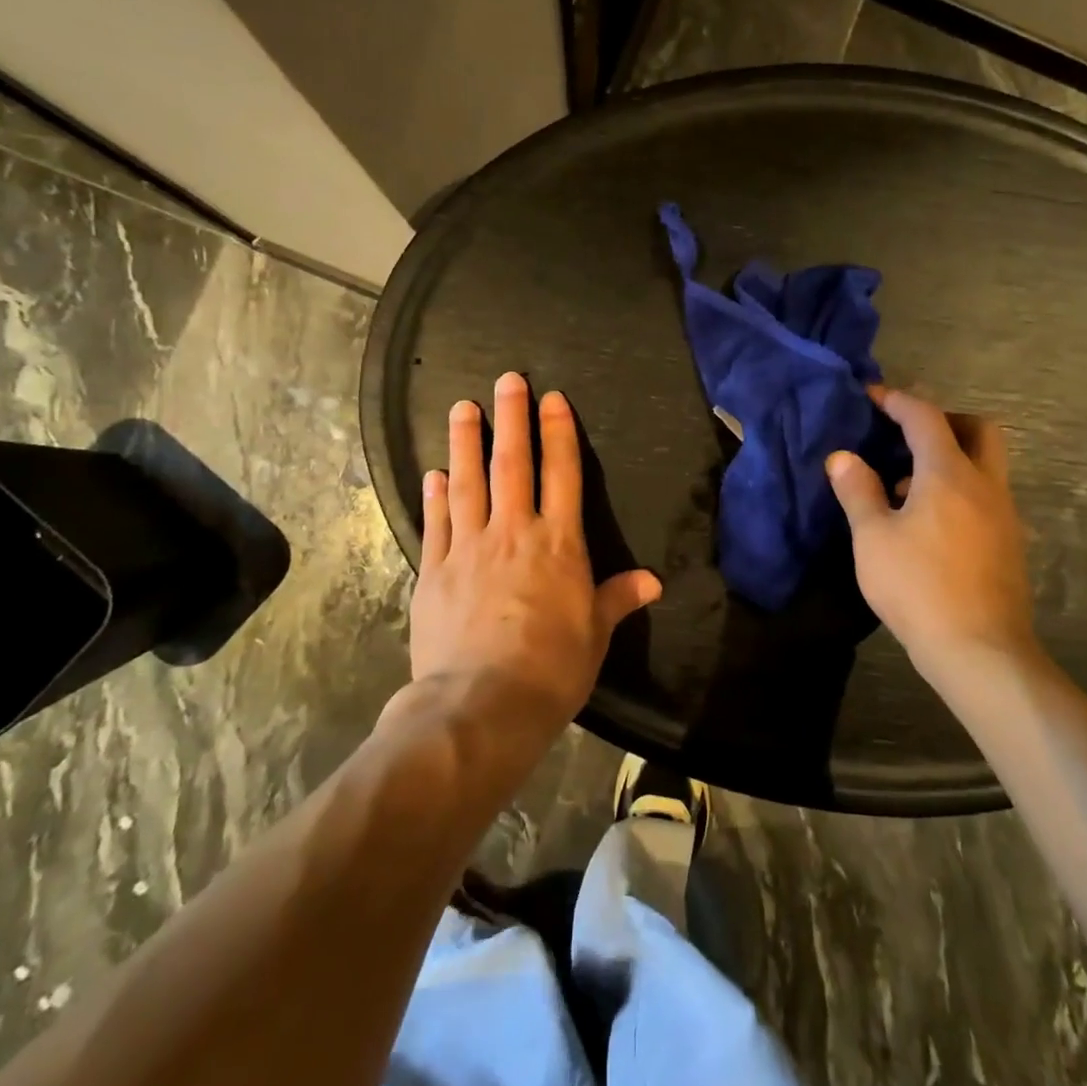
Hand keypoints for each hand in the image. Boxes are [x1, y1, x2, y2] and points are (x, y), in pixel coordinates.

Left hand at [407, 371, 661, 730]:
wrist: (480, 705)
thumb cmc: (551, 668)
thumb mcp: (595, 634)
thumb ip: (618, 598)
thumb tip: (653, 581)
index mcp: (558, 543)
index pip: (562, 474)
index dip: (558, 432)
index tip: (552, 399)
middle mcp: (513, 532)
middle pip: (512, 463)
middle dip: (511, 418)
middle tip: (506, 380)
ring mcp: (468, 547)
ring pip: (467, 482)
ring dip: (466, 442)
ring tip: (463, 407)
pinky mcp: (433, 570)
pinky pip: (435, 522)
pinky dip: (436, 495)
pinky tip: (434, 473)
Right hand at [826, 387, 1035, 683]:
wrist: (980, 651)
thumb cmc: (918, 587)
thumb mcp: (873, 538)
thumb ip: (858, 491)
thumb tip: (842, 457)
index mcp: (949, 474)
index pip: (925, 417)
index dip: (897, 400)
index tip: (872, 396)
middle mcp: (984, 484)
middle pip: (977, 428)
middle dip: (943, 420)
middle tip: (907, 434)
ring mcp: (1004, 514)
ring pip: (986, 464)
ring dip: (952, 457)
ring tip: (907, 485)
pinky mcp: (1010, 543)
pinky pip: (986, 495)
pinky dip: (960, 488)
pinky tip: (930, 522)